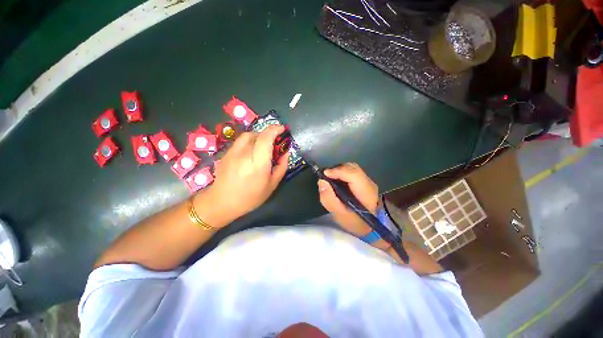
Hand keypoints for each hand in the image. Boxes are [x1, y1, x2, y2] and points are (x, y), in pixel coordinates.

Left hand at [197, 125, 288, 227]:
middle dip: (267, 134)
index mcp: (257, 164)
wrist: (222, 202)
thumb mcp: (272, 184)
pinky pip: (240, 142)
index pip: (265, 138)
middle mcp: (244, 154)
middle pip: (257, 134)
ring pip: (247, 135)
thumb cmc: (251, 197)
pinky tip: (250, 153)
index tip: (282, 129)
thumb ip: (281, 166)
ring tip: (262, 147)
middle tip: (273, 143)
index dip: (275, 130)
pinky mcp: (226, 153)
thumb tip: (286, 152)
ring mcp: (232, 152)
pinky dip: (249, 142)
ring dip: (258, 137)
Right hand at [318, 163, 377, 236]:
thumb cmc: (354, 222)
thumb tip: (321, 181)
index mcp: (366, 192)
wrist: (369, 227)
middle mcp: (369, 183)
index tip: (324, 174)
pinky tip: (337, 180)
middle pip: (352, 168)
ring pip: (352, 167)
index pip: (353, 174)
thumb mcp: (339, 215)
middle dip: (337, 169)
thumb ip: (329, 199)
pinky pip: (352, 171)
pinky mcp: (365, 181)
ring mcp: (368, 181)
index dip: (338, 171)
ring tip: (330, 178)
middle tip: (325, 177)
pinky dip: (342, 172)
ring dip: (339, 170)